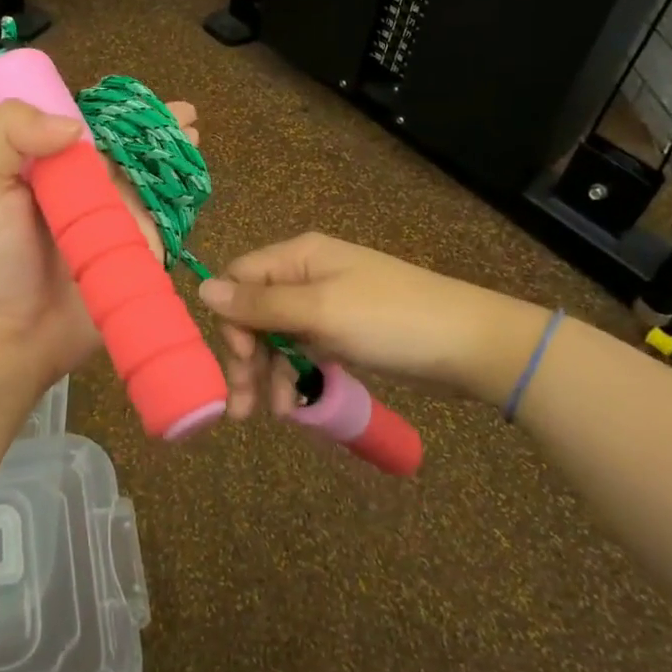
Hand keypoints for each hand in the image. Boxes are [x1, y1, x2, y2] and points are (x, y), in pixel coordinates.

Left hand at [0, 97, 198, 398]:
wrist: (6, 340)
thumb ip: (9, 133)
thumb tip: (75, 125)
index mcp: (45, 165)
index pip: (84, 123)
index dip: (113, 109)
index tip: (142, 100)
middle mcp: (82, 188)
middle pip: (125, 149)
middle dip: (157, 128)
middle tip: (186, 115)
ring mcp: (112, 222)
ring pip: (150, 180)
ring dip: (174, 157)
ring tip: (194, 138)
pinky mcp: (135, 255)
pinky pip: (163, 223)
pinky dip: (181, 201)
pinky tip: (195, 183)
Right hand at [198, 232, 513, 418]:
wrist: (470, 345)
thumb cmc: (390, 320)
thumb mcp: (319, 311)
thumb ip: (260, 304)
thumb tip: (202, 289)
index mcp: (298, 257)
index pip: (240, 278)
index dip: (230, 318)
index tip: (238, 358)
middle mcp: (307, 276)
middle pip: (255, 312)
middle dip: (246, 357)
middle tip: (243, 407)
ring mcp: (327, 305)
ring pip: (278, 337)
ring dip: (269, 374)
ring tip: (276, 414)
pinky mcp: (344, 333)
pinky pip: (304, 351)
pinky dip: (296, 376)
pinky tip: (297, 405)